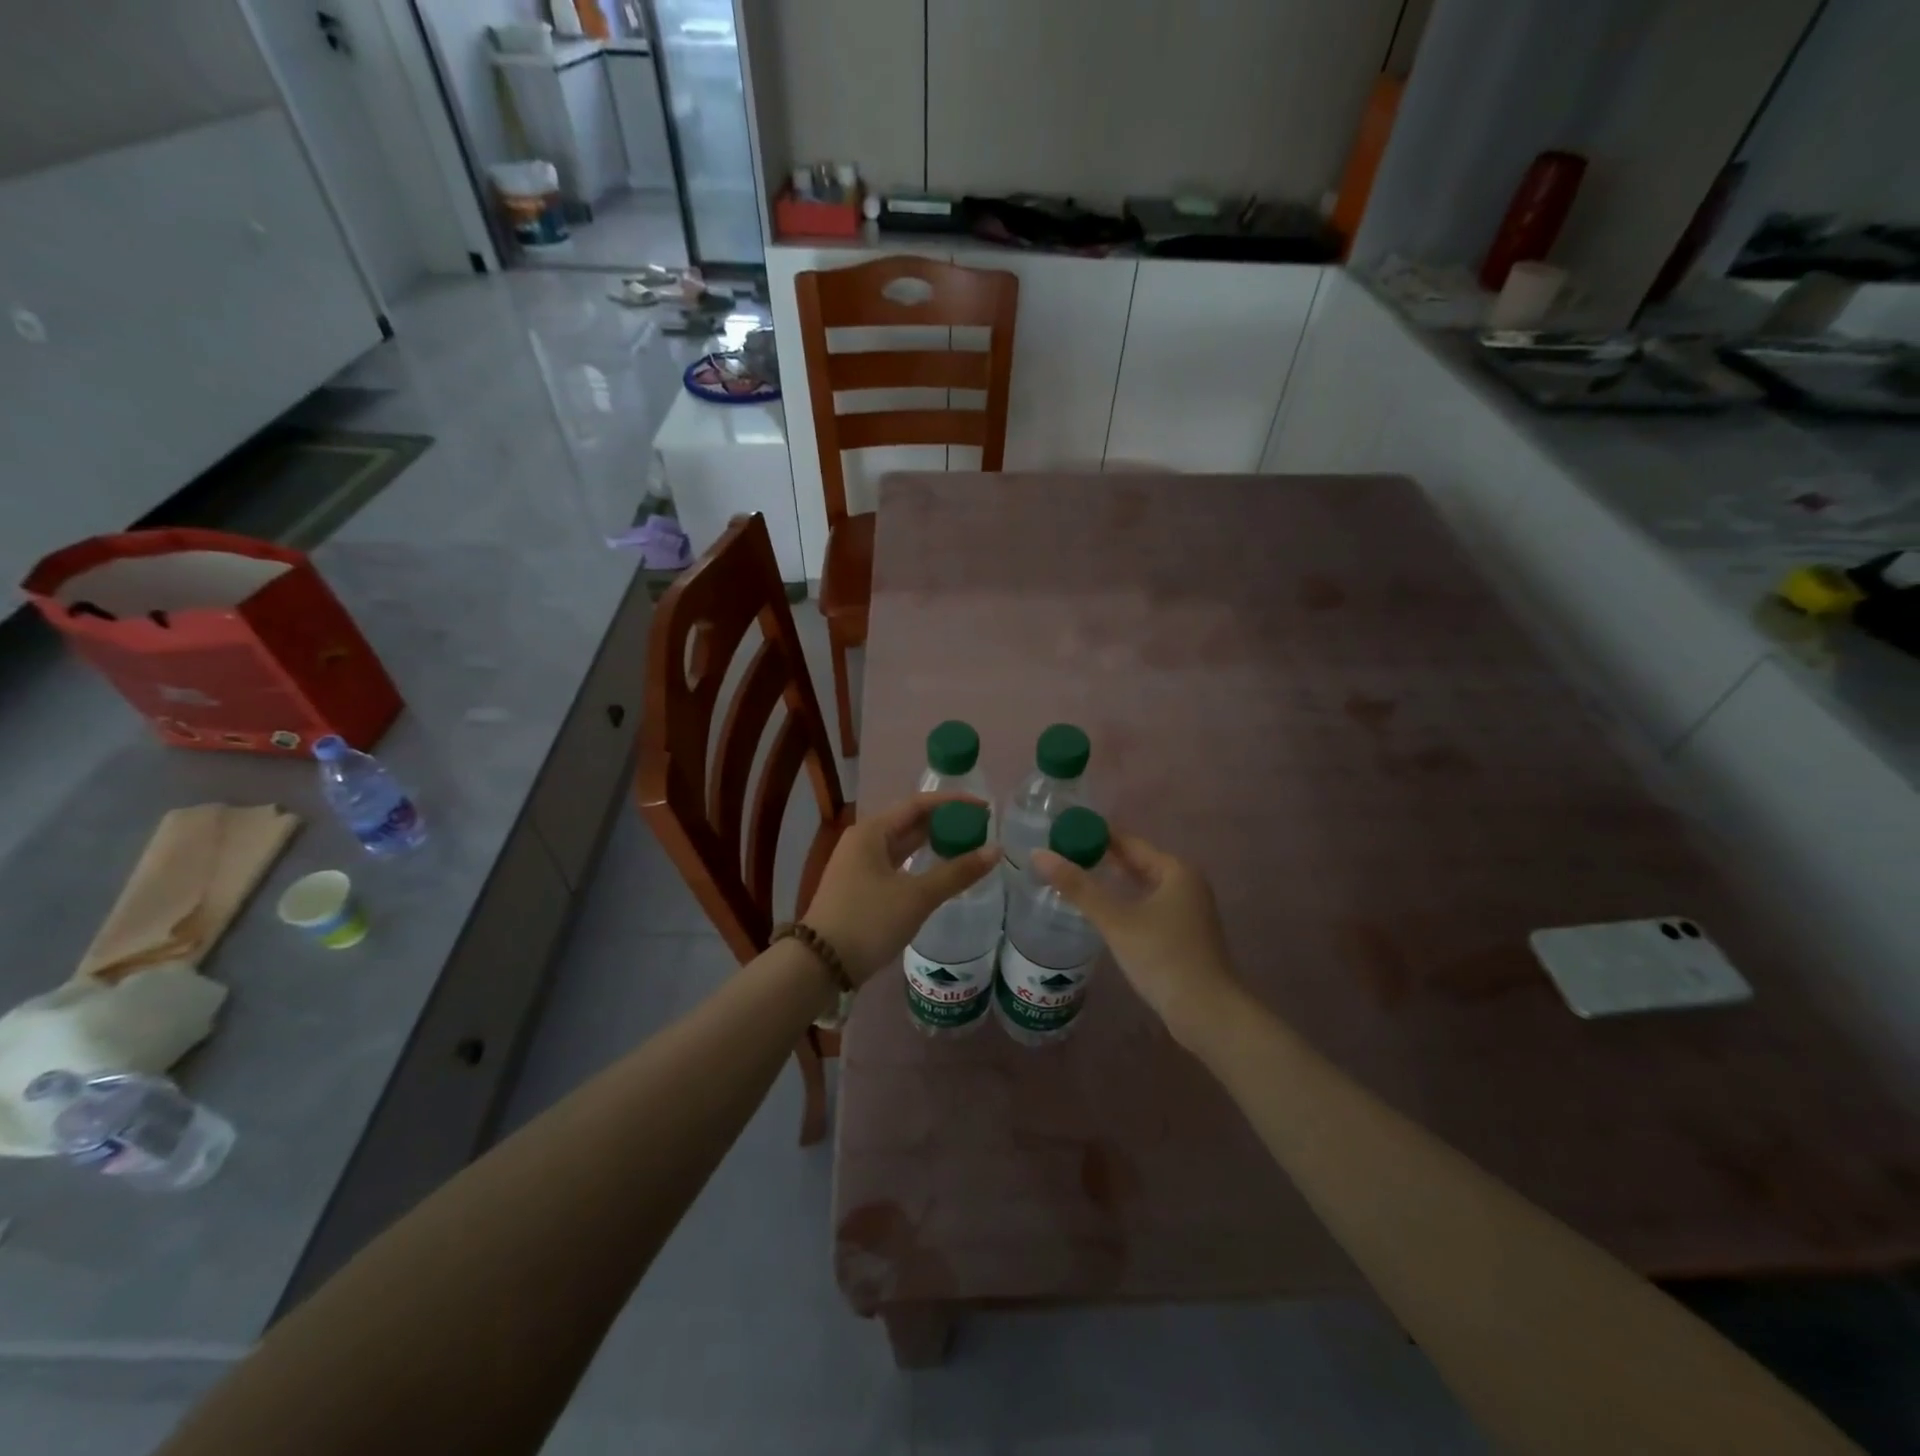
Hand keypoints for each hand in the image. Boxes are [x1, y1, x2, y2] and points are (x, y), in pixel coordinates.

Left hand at [803, 793, 997, 985]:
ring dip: (932, 844)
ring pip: (902, 846)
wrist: (819, 966)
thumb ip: (957, 872)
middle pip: (909, 822)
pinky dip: (919, 864)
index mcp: (872, 831)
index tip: (985, 808)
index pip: (919, 804)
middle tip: (980, 829)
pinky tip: (938, 873)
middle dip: (945, 823)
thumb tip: (996, 850)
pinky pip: (896, 865)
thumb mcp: (917, 896)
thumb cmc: (868, 922)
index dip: (953, 803)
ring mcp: (858, 866)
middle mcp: (863, 841)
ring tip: (966, 848)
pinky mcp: (859, 888)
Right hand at [1033, 832, 1242, 1046]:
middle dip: (1102, 858)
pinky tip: (1103, 911)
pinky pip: (1148, 905)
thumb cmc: (1163, 957)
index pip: (1128, 842)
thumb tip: (1039, 854)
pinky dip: (1125, 902)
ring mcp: (1188, 910)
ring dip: (1113, 882)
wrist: (1208, 1013)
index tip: (1063, 831)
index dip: (1095, 835)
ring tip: (1075, 878)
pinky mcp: (1183, 934)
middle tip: (1062, 854)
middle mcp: (1186, 884)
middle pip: (1137, 862)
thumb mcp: (1116, 920)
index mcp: (1176, 870)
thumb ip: (1078, 887)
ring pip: (1142, 885)